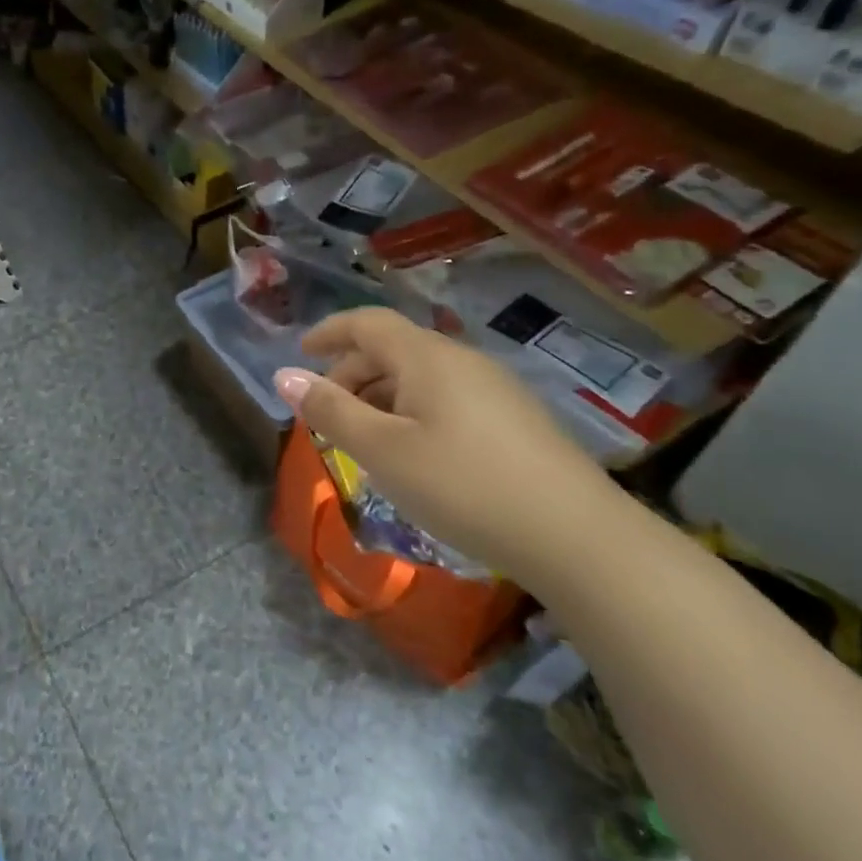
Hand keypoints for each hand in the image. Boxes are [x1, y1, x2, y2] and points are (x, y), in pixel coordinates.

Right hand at [274, 308, 616, 579]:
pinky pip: (446, 398)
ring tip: (364, 439)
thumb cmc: (463, 485)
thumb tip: (284, 376)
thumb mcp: (382, 450)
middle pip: (393, 349)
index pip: (368, 322)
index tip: (301, 351)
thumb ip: (330, 411)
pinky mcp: (516, 420)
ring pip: (421, 376)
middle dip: (351, 373)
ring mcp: (495, 389)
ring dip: (381, 396)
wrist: (577, 537)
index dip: (329, 331)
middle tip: (327, 413)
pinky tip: (414, 454)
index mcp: (427, 357)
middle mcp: (462, 360)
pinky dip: (412, 412)